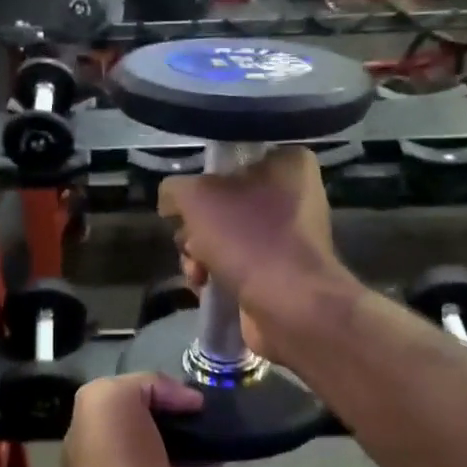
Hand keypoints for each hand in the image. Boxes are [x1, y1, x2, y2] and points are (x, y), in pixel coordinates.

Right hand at [158, 148, 343, 355]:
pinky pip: (235, 265)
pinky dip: (215, 276)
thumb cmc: (248, 236)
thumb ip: (175, 189)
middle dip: (196, 228)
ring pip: (224, 237)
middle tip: (191, 241)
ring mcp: (288, 239)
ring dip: (198, 255)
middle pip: (223, 203)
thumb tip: (172, 202)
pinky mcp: (280, 274)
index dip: (203, 181)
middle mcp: (294, 197)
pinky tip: (205, 287)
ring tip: (197, 272)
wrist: (289, 305)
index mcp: (289, 164)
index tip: (188, 203)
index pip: (233, 161)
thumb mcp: (195, 197)